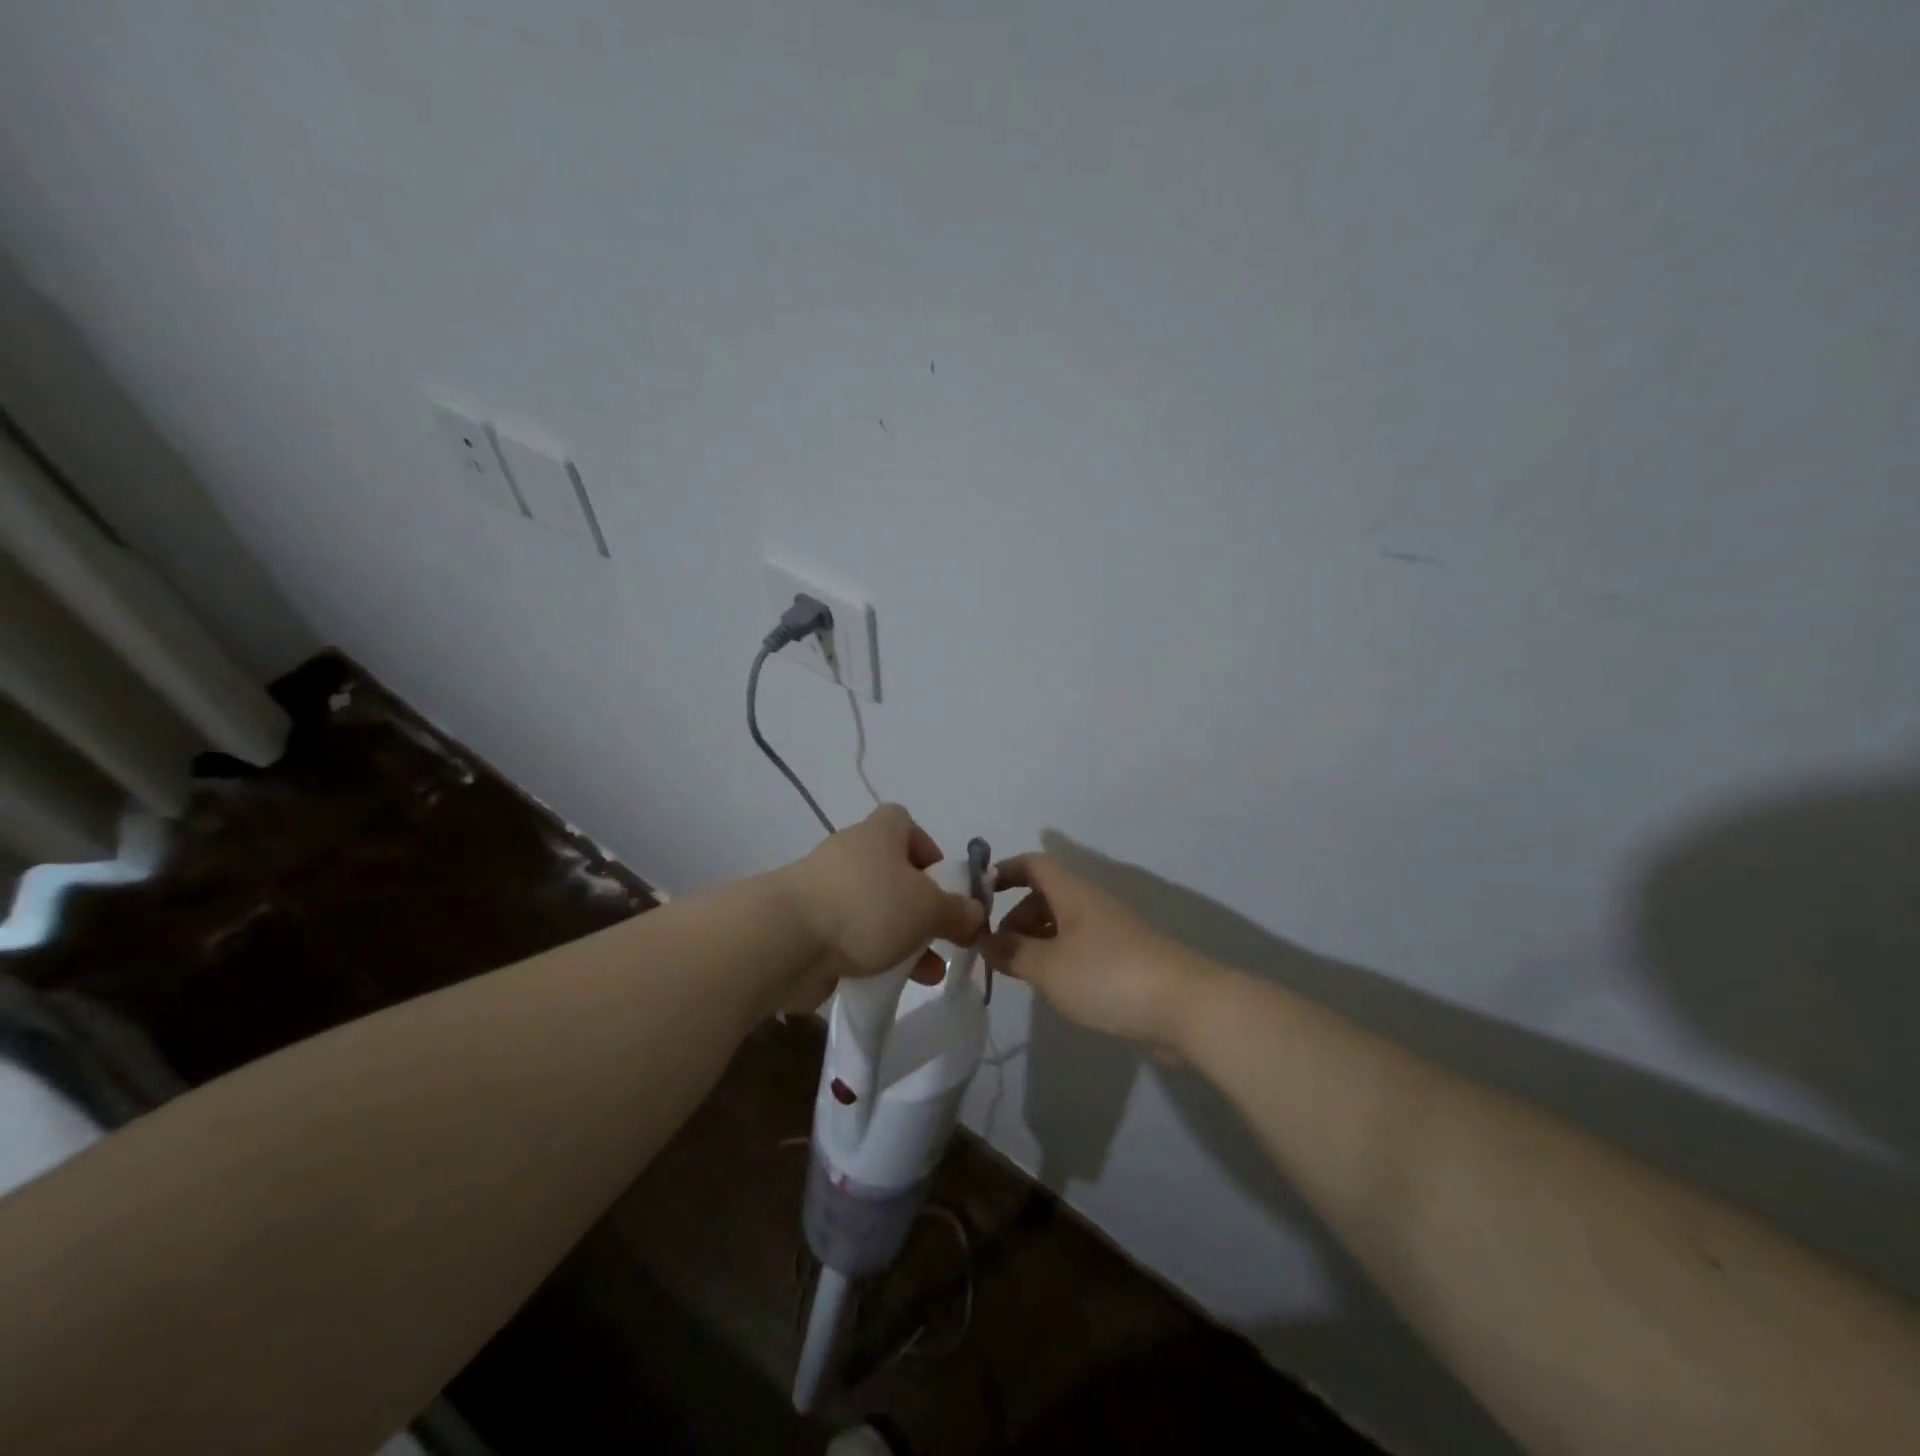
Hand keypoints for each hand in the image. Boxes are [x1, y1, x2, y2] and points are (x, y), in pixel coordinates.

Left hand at [772, 804, 985, 1012]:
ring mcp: (823, 891)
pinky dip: (869, 957)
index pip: (904, 822)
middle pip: (892, 872)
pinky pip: (848, 938)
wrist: (785, 940)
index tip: (942, 883)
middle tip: (940, 935)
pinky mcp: (806, 927)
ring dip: (901, 939)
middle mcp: (850, 854)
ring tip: (927, 974)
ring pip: (873, 910)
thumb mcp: (928, 909)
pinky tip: (887, 983)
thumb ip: (957, 912)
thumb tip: (975, 914)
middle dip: (920, 906)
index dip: (927, 848)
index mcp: (879, 834)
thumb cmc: (867, 907)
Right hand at [986, 854, 1214, 1054]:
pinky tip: (1054, 988)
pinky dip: (1059, 960)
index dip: (1005, 871)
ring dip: (1036, 941)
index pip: (1033, 864)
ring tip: (1019, 973)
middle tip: (996, 951)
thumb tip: (988, 942)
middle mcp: (1091, 904)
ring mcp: (1111, 932)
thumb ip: (1013, 953)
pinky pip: (1080, 949)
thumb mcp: (1048, 967)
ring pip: (1063, 924)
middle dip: (1016, 917)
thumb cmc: (1107, 976)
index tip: (979, 895)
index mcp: (1072, 893)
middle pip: (1046, 895)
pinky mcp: (1125, 960)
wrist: (1185, 1007)